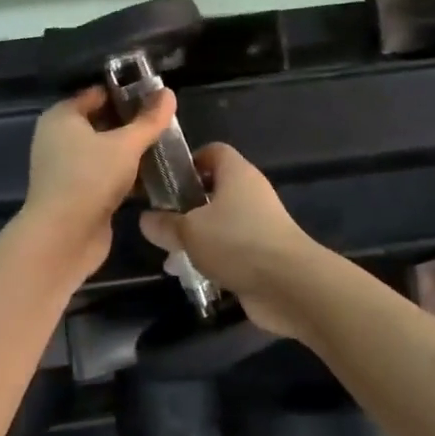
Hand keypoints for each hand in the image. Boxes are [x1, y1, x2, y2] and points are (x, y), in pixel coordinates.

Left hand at [20, 86, 175, 280]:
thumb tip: (168, 93)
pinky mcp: (78, 194)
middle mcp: (59, 139)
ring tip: (166, 146)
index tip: (157, 96)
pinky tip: (154, 175)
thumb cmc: (90, 178)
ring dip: (131, 151)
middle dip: (133, 123)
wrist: (62, 239)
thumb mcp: (126, 144)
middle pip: (102, 122)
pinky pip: (106, 175)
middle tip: (165, 122)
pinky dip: (126, 174)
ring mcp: (67, 169)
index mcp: (62, 117)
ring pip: (106, 151)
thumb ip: (150, 120)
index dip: (127, 93)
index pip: (98, 94)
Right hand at [139, 144, 321, 338]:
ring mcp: (259, 222)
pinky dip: (213, 258)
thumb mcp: (190, 231)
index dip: (189, 162)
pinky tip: (193, 275)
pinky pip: (231, 247)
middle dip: (187, 205)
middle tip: (162, 223)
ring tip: (171, 255)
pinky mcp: (263, 251)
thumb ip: (165, 224)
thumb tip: (146, 218)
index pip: (212, 151)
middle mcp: (250, 192)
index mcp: (236, 172)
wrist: (289, 284)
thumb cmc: (237, 242)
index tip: (165, 182)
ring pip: (220, 221)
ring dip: (197, 236)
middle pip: (214, 188)